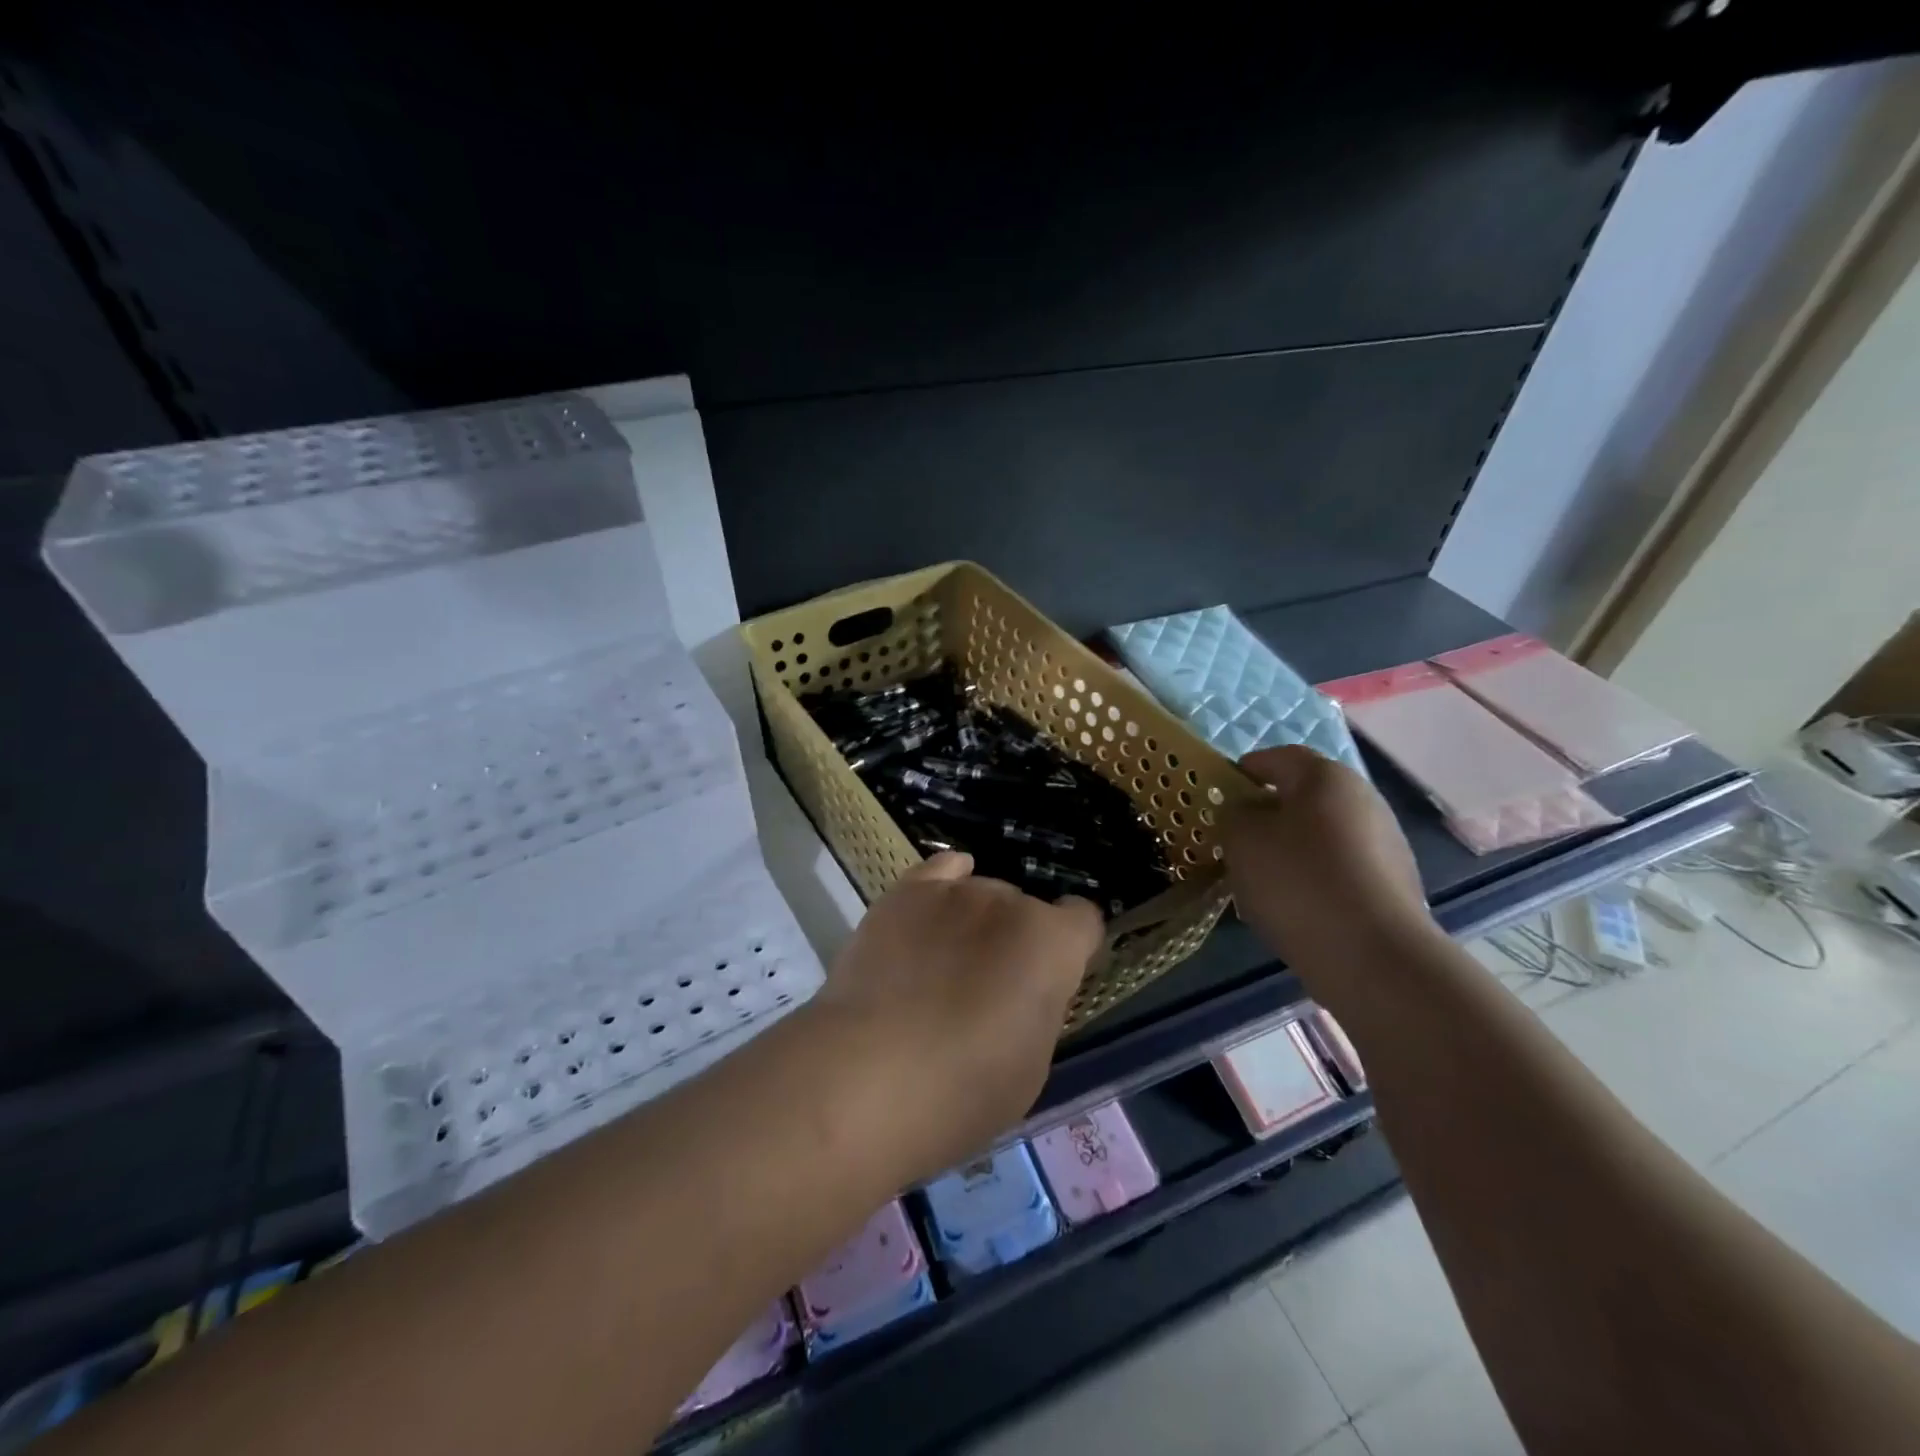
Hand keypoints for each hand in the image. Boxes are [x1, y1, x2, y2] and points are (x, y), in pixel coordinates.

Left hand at [809, 853, 1102, 1184]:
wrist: (870, 1074)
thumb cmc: (964, 1089)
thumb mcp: (1032, 1063)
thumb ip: (1040, 1007)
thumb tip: (1025, 989)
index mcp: (1052, 943)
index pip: (1084, 920)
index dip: (1072, 949)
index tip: (1054, 979)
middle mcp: (1009, 901)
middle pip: (1026, 908)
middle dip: (1017, 939)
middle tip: (988, 987)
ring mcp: (955, 891)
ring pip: (981, 892)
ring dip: (976, 921)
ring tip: (944, 963)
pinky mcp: (906, 892)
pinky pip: (940, 870)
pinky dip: (944, 885)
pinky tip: (934, 909)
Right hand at [1221, 746, 1436, 984]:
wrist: (1372, 956)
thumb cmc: (1297, 881)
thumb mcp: (1241, 839)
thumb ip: (1234, 813)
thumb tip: (1247, 811)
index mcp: (1326, 777)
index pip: (1277, 758)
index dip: (1243, 772)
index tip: (1219, 797)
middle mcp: (1363, 800)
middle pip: (1303, 797)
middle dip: (1267, 816)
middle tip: (1236, 843)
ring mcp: (1385, 843)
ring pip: (1320, 835)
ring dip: (1289, 850)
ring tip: (1260, 884)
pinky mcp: (1393, 884)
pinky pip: (1339, 869)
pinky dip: (1313, 879)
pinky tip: (1295, 909)